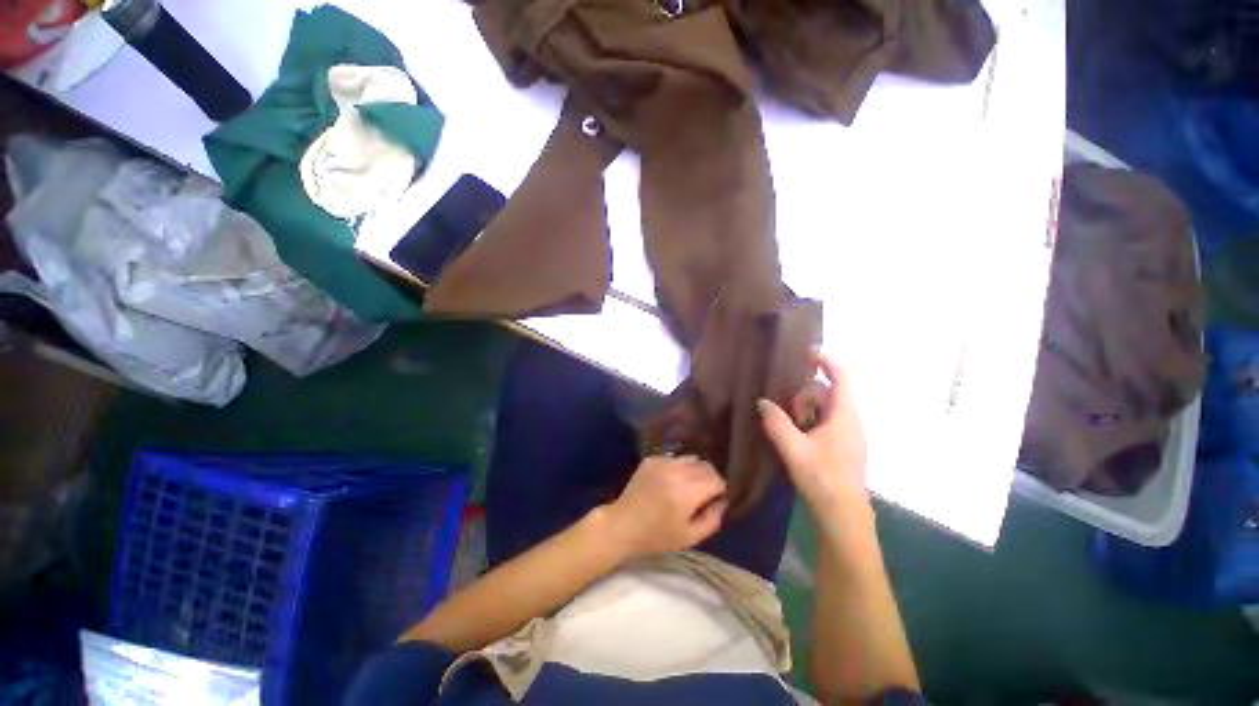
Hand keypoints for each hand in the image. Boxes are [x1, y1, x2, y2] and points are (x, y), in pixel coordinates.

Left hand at [603, 455, 727, 560]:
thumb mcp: (690, 537)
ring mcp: (663, 461)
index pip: (716, 479)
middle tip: (703, 495)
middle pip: (705, 465)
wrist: (623, 525)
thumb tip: (722, 502)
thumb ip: (712, 519)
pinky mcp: (652, 459)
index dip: (720, 490)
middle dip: (710, 479)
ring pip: (690, 458)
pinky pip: (674, 458)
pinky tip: (670, 483)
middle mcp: (677, 470)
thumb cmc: (657, 536)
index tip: (715, 501)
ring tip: (687, 487)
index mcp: (687, 490)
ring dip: (695, 471)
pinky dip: (678, 468)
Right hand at [758, 349, 868, 515]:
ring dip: (806, 409)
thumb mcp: (793, 448)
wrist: (843, 513)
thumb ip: (776, 422)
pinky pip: (827, 421)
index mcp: (844, 415)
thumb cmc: (822, 477)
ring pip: (826, 408)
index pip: (840, 377)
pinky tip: (797, 436)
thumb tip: (762, 401)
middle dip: (805, 394)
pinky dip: (810, 420)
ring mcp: (849, 434)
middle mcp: (850, 420)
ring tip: (789, 426)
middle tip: (787, 412)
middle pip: (828, 392)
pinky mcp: (844, 445)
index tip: (805, 352)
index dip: (825, 361)